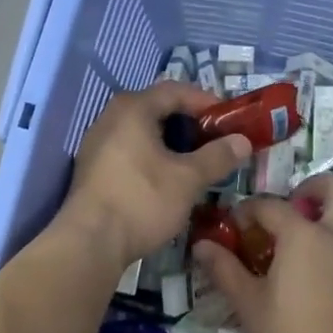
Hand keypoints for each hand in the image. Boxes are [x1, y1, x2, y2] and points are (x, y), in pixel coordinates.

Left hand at [57, 81, 249, 264]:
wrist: (90, 242)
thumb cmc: (142, 200)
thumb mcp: (188, 179)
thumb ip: (217, 156)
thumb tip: (242, 141)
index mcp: (133, 109)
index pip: (175, 90)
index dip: (205, 101)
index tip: (230, 119)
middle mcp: (110, 118)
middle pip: (157, 109)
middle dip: (189, 123)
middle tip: (215, 141)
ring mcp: (97, 144)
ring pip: (143, 133)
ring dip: (172, 143)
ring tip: (196, 162)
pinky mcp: (93, 170)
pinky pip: (129, 151)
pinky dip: (152, 157)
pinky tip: (167, 180)